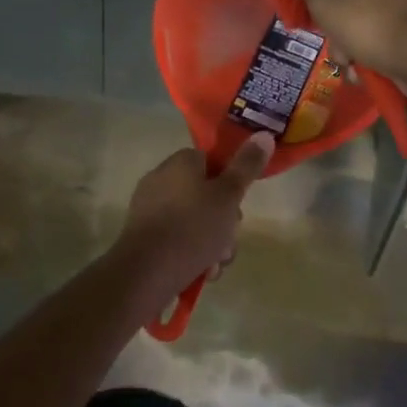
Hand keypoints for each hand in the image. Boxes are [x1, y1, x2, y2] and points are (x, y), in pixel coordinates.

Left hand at [112, 135, 274, 313]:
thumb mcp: (228, 196)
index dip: (230, 182)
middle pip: (205, 195)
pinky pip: (177, 239)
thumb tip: (264, 133)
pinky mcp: (143, 237)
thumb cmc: (193, 227)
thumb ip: (247, 166)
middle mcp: (161, 179)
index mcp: (180, 162)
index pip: (211, 161)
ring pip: (194, 222)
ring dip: (212, 244)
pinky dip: (192, 254)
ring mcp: (149, 209)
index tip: (238, 204)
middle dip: (224, 222)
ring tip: (215, 265)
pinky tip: (200, 272)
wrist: (146, 272)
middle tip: (228, 240)